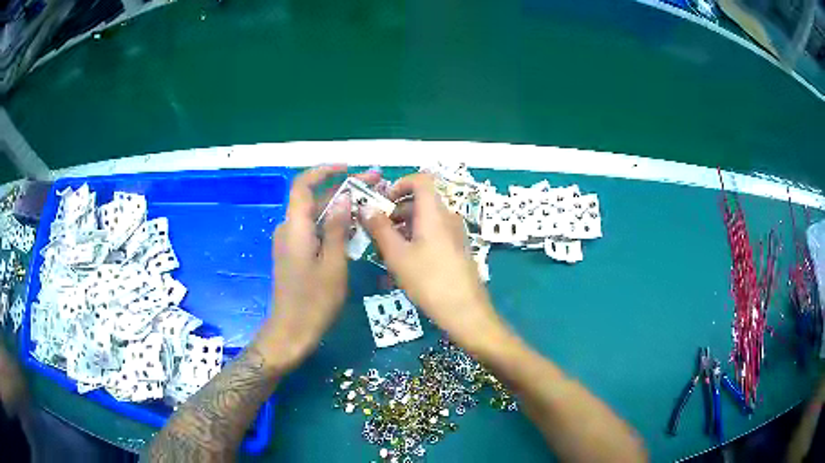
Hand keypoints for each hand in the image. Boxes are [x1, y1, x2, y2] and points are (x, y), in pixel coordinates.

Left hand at [258, 165, 378, 369]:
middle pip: (313, 199)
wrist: (292, 331)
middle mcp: (289, 229)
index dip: (323, 171)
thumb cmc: (314, 300)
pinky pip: (314, 231)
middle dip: (342, 189)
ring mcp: (290, 242)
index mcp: (295, 227)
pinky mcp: (294, 254)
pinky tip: (354, 229)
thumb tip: (343, 198)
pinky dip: (332, 225)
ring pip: (315, 216)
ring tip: (369, 204)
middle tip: (374, 185)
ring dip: (340, 208)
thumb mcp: (333, 263)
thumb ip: (336, 228)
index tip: (348, 168)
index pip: (303, 185)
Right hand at [361, 173, 504, 347]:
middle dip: (395, 211)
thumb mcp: (397, 255)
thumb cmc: (429, 281)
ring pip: (425, 220)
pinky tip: (403, 264)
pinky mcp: (457, 250)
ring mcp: (455, 234)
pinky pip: (433, 235)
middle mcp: (448, 217)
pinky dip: (416, 240)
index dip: (399, 183)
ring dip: (403, 228)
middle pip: (420, 201)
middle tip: (376, 231)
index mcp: (434, 212)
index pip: (421, 180)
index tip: (382, 201)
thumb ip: (380, 228)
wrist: (466, 311)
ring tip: (385, 252)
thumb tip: (365, 207)